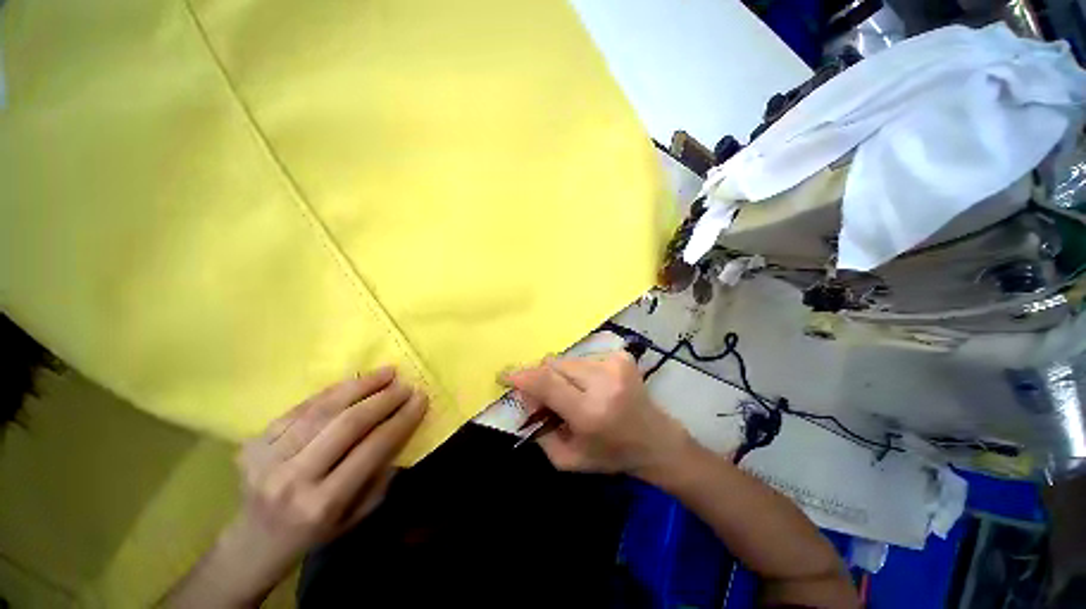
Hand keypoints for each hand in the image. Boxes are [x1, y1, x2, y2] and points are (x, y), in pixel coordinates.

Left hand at [166, 367, 426, 607]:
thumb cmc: (314, 533)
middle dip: (383, 399)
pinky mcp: (253, 442)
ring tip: (385, 373)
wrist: (253, 542)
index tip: (421, 398)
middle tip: (405, 384)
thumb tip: (400, 429)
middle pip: (347, 424)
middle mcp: (293, 479)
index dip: (401, 419)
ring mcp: (267, 458)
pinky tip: (353, 382)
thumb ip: (380, 473)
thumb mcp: (357, 515)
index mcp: (322, 503)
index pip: (372, 449)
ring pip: (322, 409)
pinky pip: (299, 408)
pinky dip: (331, 391)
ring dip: (360, 386)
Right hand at [504, 352, 690, 477]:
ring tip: (573, 394)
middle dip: (541, 378)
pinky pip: (583, 359)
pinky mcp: (621, 356)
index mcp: (590, 412)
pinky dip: (578, 372)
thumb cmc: (610, 455)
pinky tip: (591, 387)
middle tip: (544, 396)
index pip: (546, 382)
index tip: (504, 376)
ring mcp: (615, 364)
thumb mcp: (567, 459)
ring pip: (567, 360)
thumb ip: (539, 430)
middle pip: (553, 365)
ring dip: (561, 375)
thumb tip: (525, 397)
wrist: (656, 440)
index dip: (521, 376)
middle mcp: (604, 381)